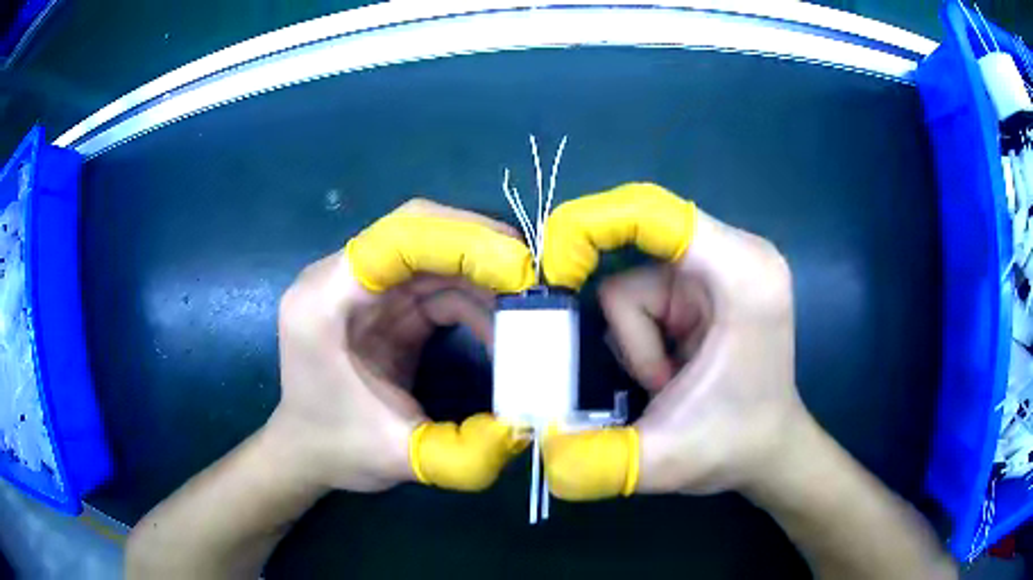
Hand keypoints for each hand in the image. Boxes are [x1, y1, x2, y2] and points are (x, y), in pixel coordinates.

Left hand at [268, 199, 533, 492]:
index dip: (461, 242)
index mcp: (324, 301)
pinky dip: (473, 299)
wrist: (309, 451)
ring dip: (483, 278)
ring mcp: (361, 288)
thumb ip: (464, 452)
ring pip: (433, 256)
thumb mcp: (400, 458)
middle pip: (418, 232)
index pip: (395, 239)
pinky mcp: (381, 303)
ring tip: (526, 312)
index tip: (518, 268)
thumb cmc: (338, 449)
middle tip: (534, 279)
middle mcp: (337, 279)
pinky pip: (435, 283)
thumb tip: (527, 426)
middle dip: (481, 249)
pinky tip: (499, 329)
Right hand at [541, 183, 804, 497]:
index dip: (590, 226)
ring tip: (665, 384)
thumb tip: (543, 451)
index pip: (654, 213)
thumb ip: (598, 460)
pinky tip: (667, 373)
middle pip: (636, 247)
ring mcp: (721, 267)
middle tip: (600, 354)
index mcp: (741, 274)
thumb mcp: (666, 459)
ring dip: (633, 339)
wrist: (768, 449)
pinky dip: (640, 337)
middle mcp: (735, 255)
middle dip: (617, 312)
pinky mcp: (706, 285)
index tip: (552, 272)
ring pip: (634, 280)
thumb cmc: (735, 446)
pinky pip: (645, 295)